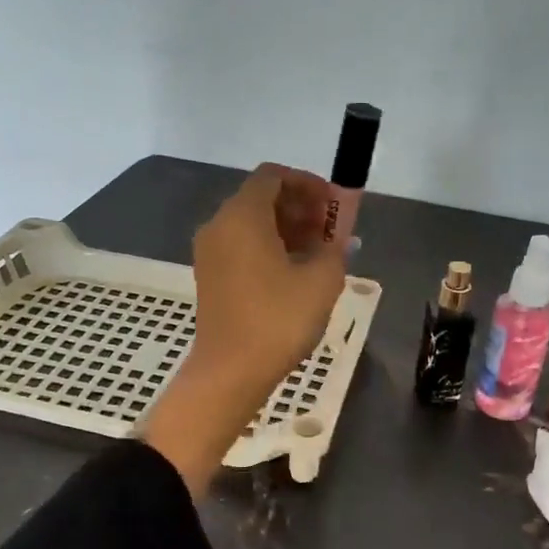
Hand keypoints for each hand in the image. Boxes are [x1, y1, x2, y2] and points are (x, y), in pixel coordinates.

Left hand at [140, 165, 346, 497]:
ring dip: (287, 228)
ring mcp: (210, 251)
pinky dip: (269, 246)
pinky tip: (296, 271)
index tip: (334, 206)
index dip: (308, 184)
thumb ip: (335, 246)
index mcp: (242, 215)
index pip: (274, 176)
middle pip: (262, 197)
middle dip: (300, 207)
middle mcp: (219, 224)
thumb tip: (339, 236)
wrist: (230, 372)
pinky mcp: (209, 275)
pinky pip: (241, 245)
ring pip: (251, 223)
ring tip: (320, 253)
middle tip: (332, 231)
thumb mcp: (322, 281)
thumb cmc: (278, 320)